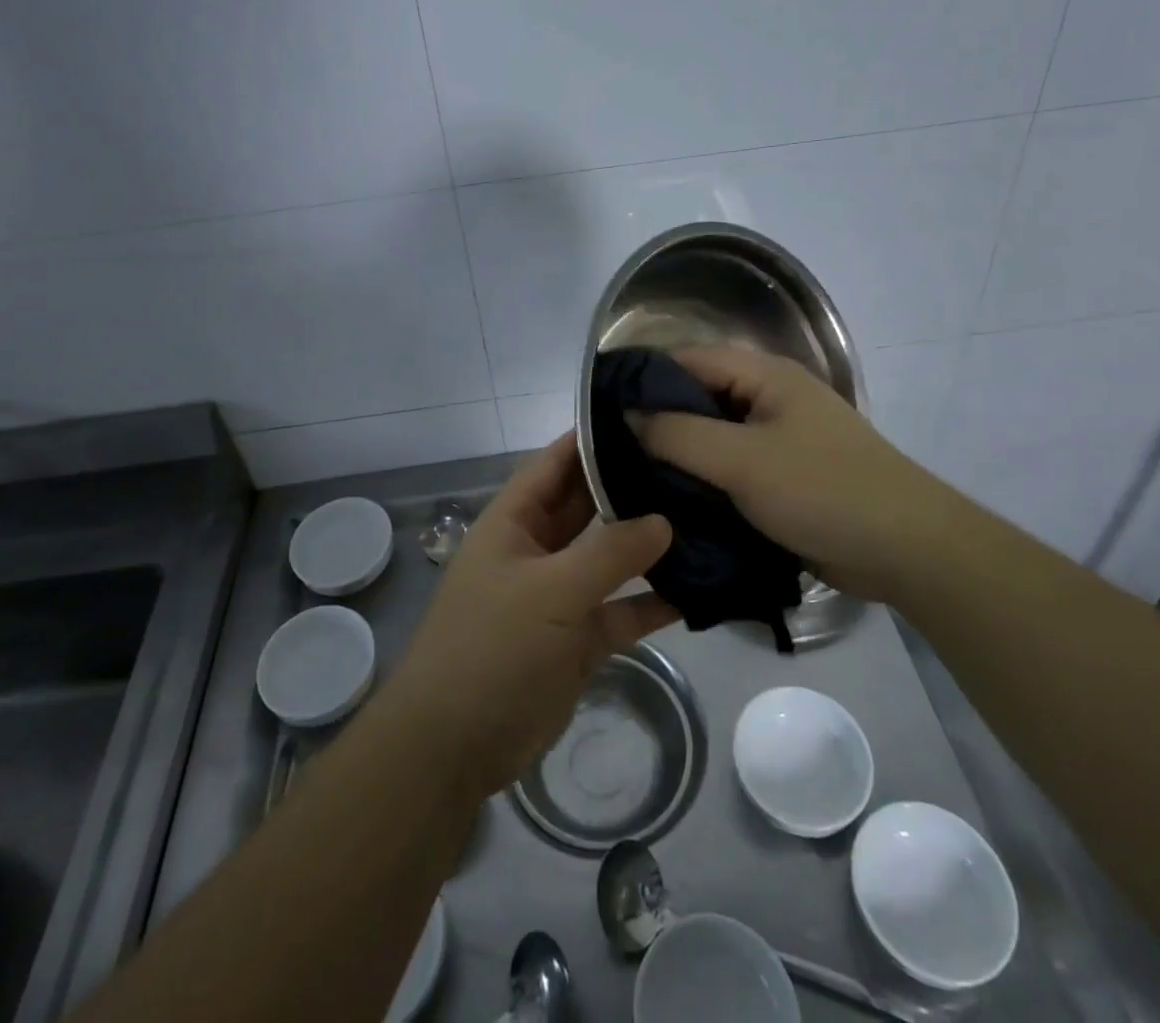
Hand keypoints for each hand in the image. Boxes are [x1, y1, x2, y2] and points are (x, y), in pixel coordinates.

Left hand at [384, 435, 677, 801]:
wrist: (455, 745)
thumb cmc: (493, 646)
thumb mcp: (551, 590)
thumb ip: (609, 553)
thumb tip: (664, 519)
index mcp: (514, 521)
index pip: (556, 462)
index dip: (592, 437)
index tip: (644, 415)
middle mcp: (537, 549)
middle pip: (587, 506)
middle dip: (630, 487)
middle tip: (690, 465)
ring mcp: (558, 594)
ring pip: (608, 558)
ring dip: (647, 545)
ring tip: (704, 518)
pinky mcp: (577, 638)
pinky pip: (620, 610)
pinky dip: (651, 602)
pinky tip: (699, 590)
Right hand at [630, 346, 943, 600]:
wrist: (907, 551)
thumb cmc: (823, 490)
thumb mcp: (742, 460)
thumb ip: (679, 434)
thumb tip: (628, 413)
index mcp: (765, 377)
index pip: (687, 361)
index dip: (643, 378)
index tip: (598, 407)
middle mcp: (769, 399)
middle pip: (698, 399)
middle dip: (656, 421)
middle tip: (606, 449)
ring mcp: (778, 441)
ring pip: (711, 438)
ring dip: (678, 456)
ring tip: (626, 477)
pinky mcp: (783, 480)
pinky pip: (730, 470)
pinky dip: (702, 481)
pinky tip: (668, 501)